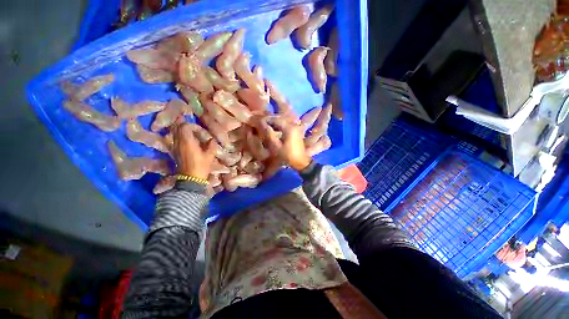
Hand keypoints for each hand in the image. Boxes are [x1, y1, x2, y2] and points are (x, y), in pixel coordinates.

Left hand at [172, 123, 217, 179]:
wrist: (191, 179)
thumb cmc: (201, 166)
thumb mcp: (209, 156)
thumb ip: (211, 145)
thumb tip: (212, 140)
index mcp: (187, 142)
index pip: (185, 127)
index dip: (192, 126)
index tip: (199, 130)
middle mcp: (178, 142)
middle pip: (178, 128)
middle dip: (185, 126)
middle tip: (194, 129)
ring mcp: (174, 147)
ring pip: (175, 133)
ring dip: (181, 131)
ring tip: (190, 133)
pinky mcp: (174, 152)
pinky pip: (174, 140)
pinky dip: (179, 137)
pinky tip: (187, 141)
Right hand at [257, 116, 311, 170]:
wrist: (301, 162)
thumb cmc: (287, 156)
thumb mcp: (276, 146)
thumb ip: (268, 134)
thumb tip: (261, 123)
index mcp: (289, 127)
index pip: (275, 119)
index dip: (265, 120)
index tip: (257, 123)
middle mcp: (294, 125)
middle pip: (279, 119)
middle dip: (269, 121)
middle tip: (260, 124)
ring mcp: (296, 128)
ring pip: (283, 122)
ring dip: (274, 124)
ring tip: (266, 128)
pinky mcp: (296, 132)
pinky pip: (286, 125)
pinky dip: (279, 127)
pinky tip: (274, 131)